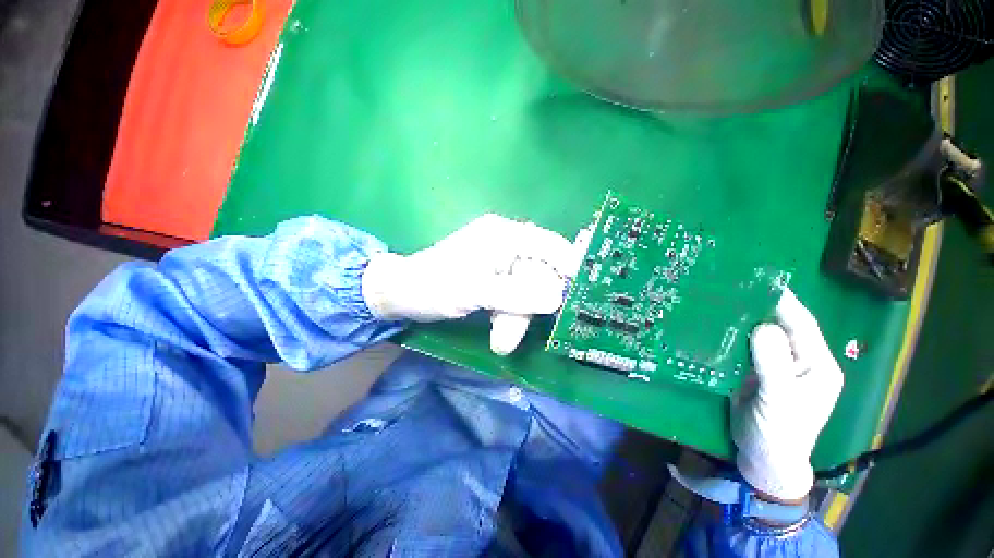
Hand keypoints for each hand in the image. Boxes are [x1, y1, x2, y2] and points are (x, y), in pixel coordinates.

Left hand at [362, 214, 588, 354]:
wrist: (401, 293)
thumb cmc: (433, 286)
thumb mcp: (473, 291)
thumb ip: (516, 294)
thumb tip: (557, 297)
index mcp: (504, 236)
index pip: (550, 245)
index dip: (568, 267)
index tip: (577, 295)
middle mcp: (507, 243)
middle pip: (538, 274)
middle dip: (527, 307)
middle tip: (508, 337)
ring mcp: (501, 261)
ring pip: (526, 290)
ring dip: (516, 317)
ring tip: (499, 341)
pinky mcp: (495, 278)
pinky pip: (515, 296)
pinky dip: (509, 314)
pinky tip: (496, 328)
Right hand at [731, 289, 843, 500]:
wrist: (763, 457)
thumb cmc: (778, 432)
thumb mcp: (779, 400)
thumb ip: (773, 363)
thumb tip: (763, 326)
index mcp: (817, 364)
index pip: (802, 324)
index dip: (783, 302)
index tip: (757, 281)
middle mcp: (800, 360)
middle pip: (781, 326)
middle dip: (759, 307)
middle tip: (731, 287)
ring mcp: (777, 366)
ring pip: (761, 335)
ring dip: (743, 320)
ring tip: (719, 301)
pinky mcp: (757, 371)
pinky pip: (746, 347)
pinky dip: (733, 336)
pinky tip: (716, 325)